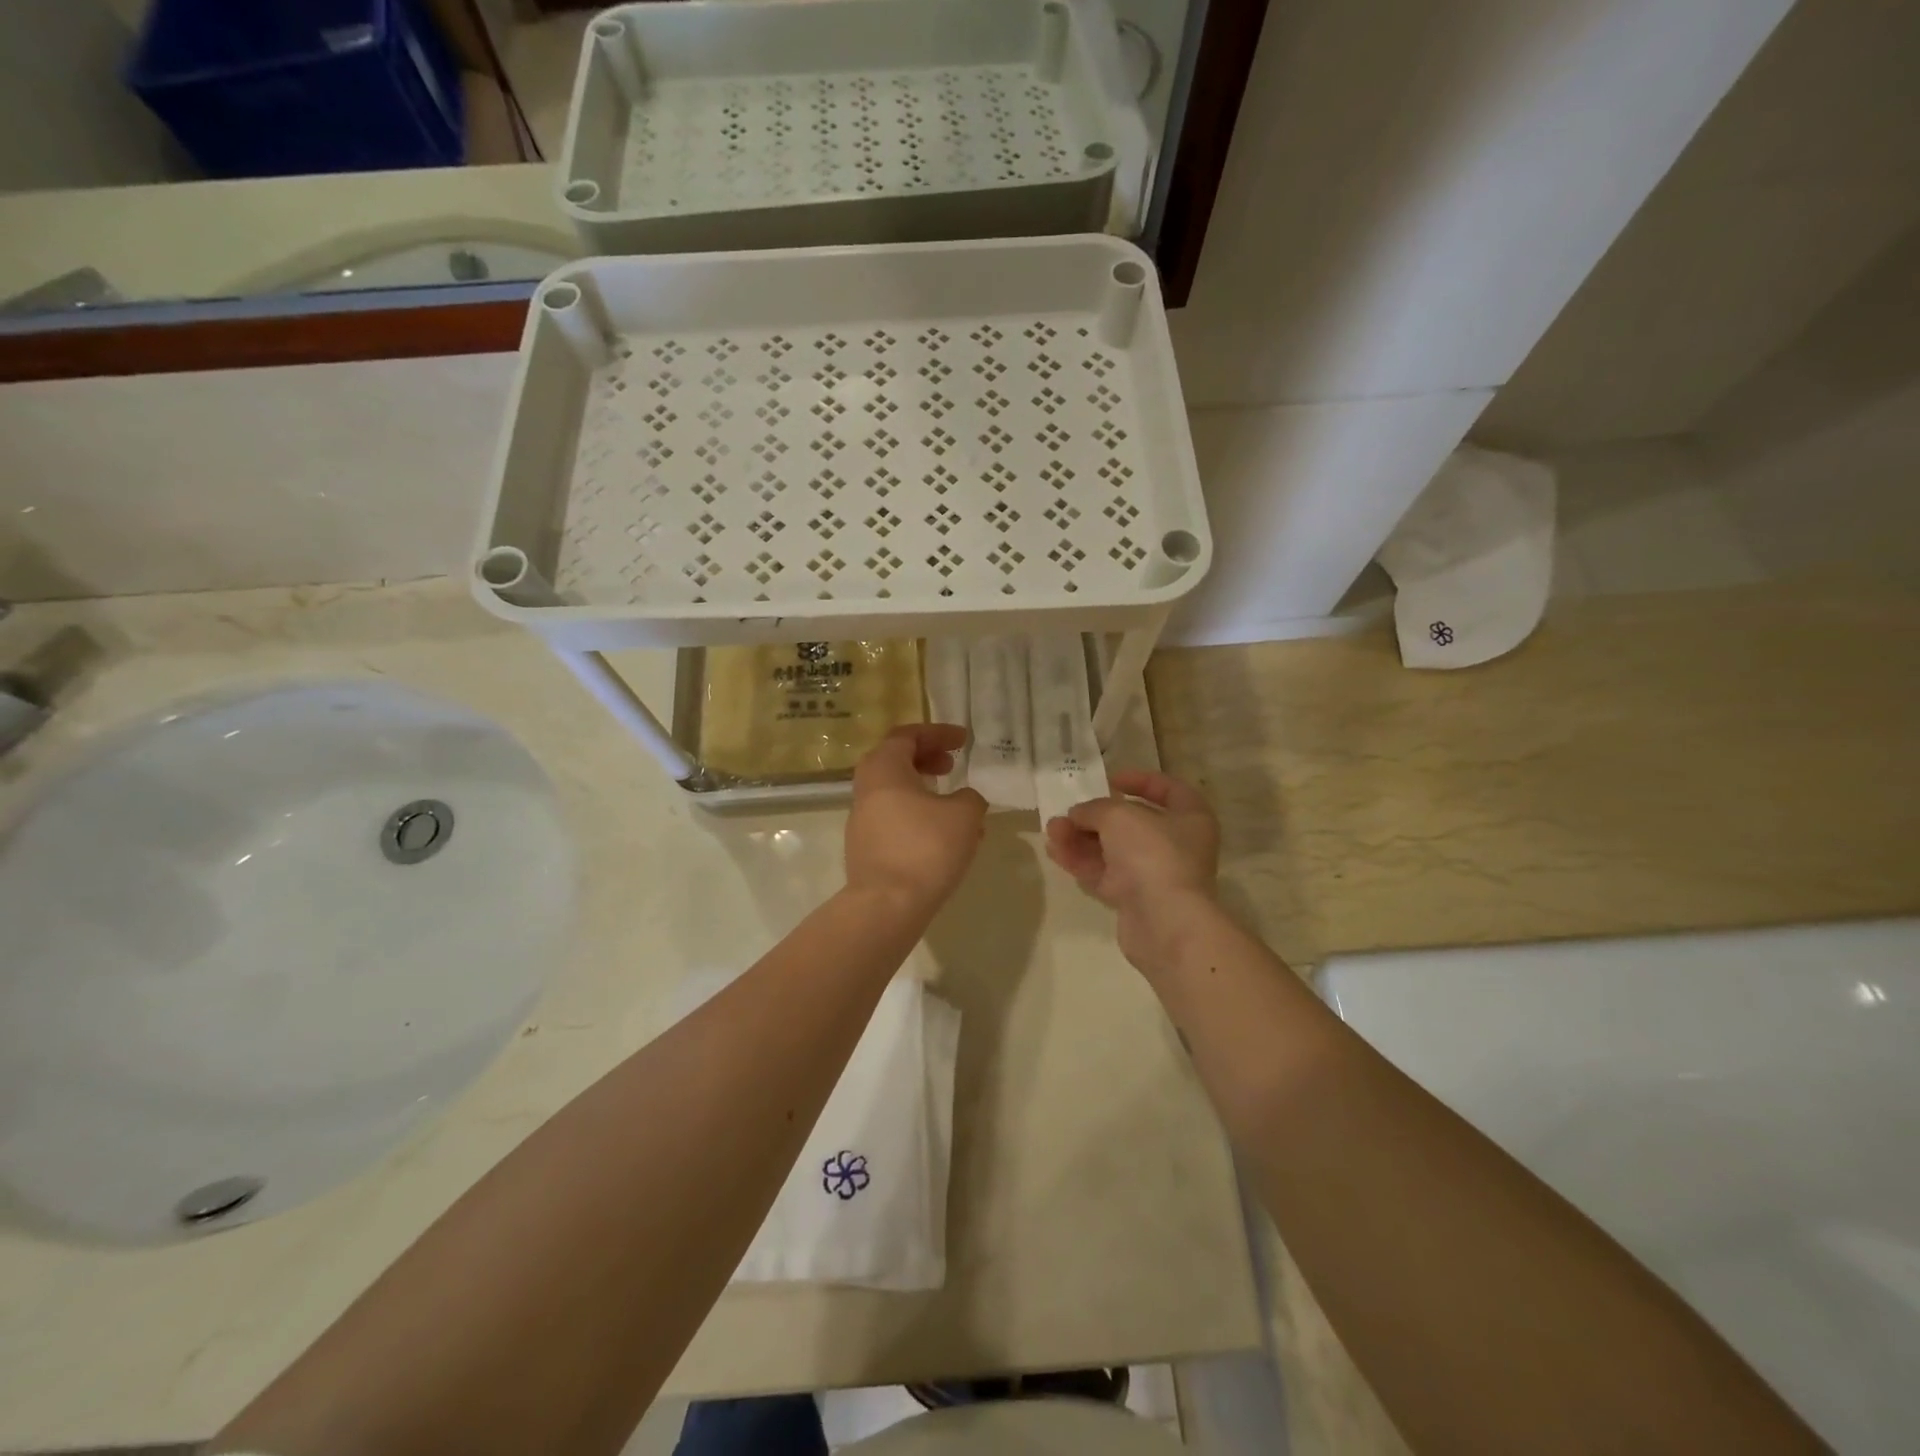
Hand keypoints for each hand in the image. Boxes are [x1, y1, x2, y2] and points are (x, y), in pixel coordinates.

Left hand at [846, 724, 987, 915]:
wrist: (887, 905)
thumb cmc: (926, 848)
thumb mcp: (964, 815)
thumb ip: (970, 797)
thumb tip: (965, 799)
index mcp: (884, 769)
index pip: (907, 736)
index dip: (938, 734)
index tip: (963, 740)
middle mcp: (866, 789)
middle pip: (895, 760)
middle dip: (927, 758)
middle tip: (952, 765)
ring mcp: (862, 820)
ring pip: (895, 792)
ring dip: (925, 791)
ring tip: (956, 804)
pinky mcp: (865, 848)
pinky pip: (894, 818)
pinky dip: (918, 815)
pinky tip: (945, 836)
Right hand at [1045, 770, 1221, 975]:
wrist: (1163, 921)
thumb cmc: (1152, 854)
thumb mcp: (1118, 816)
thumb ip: (1094, 809)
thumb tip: (1078, 815)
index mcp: (1190, 818)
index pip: (1169, 790)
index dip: (1140, 780)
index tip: (1110, 779)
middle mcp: (1177, 845)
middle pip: (1132, 823)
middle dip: (1095, 816)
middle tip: (1068, 812)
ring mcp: (1155, 875)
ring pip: (1113, 850)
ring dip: (1081, 838)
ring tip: (1052, 830)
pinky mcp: (1134, 900)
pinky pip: (1104, 874)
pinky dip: (1081, 862)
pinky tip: (1055, 851)